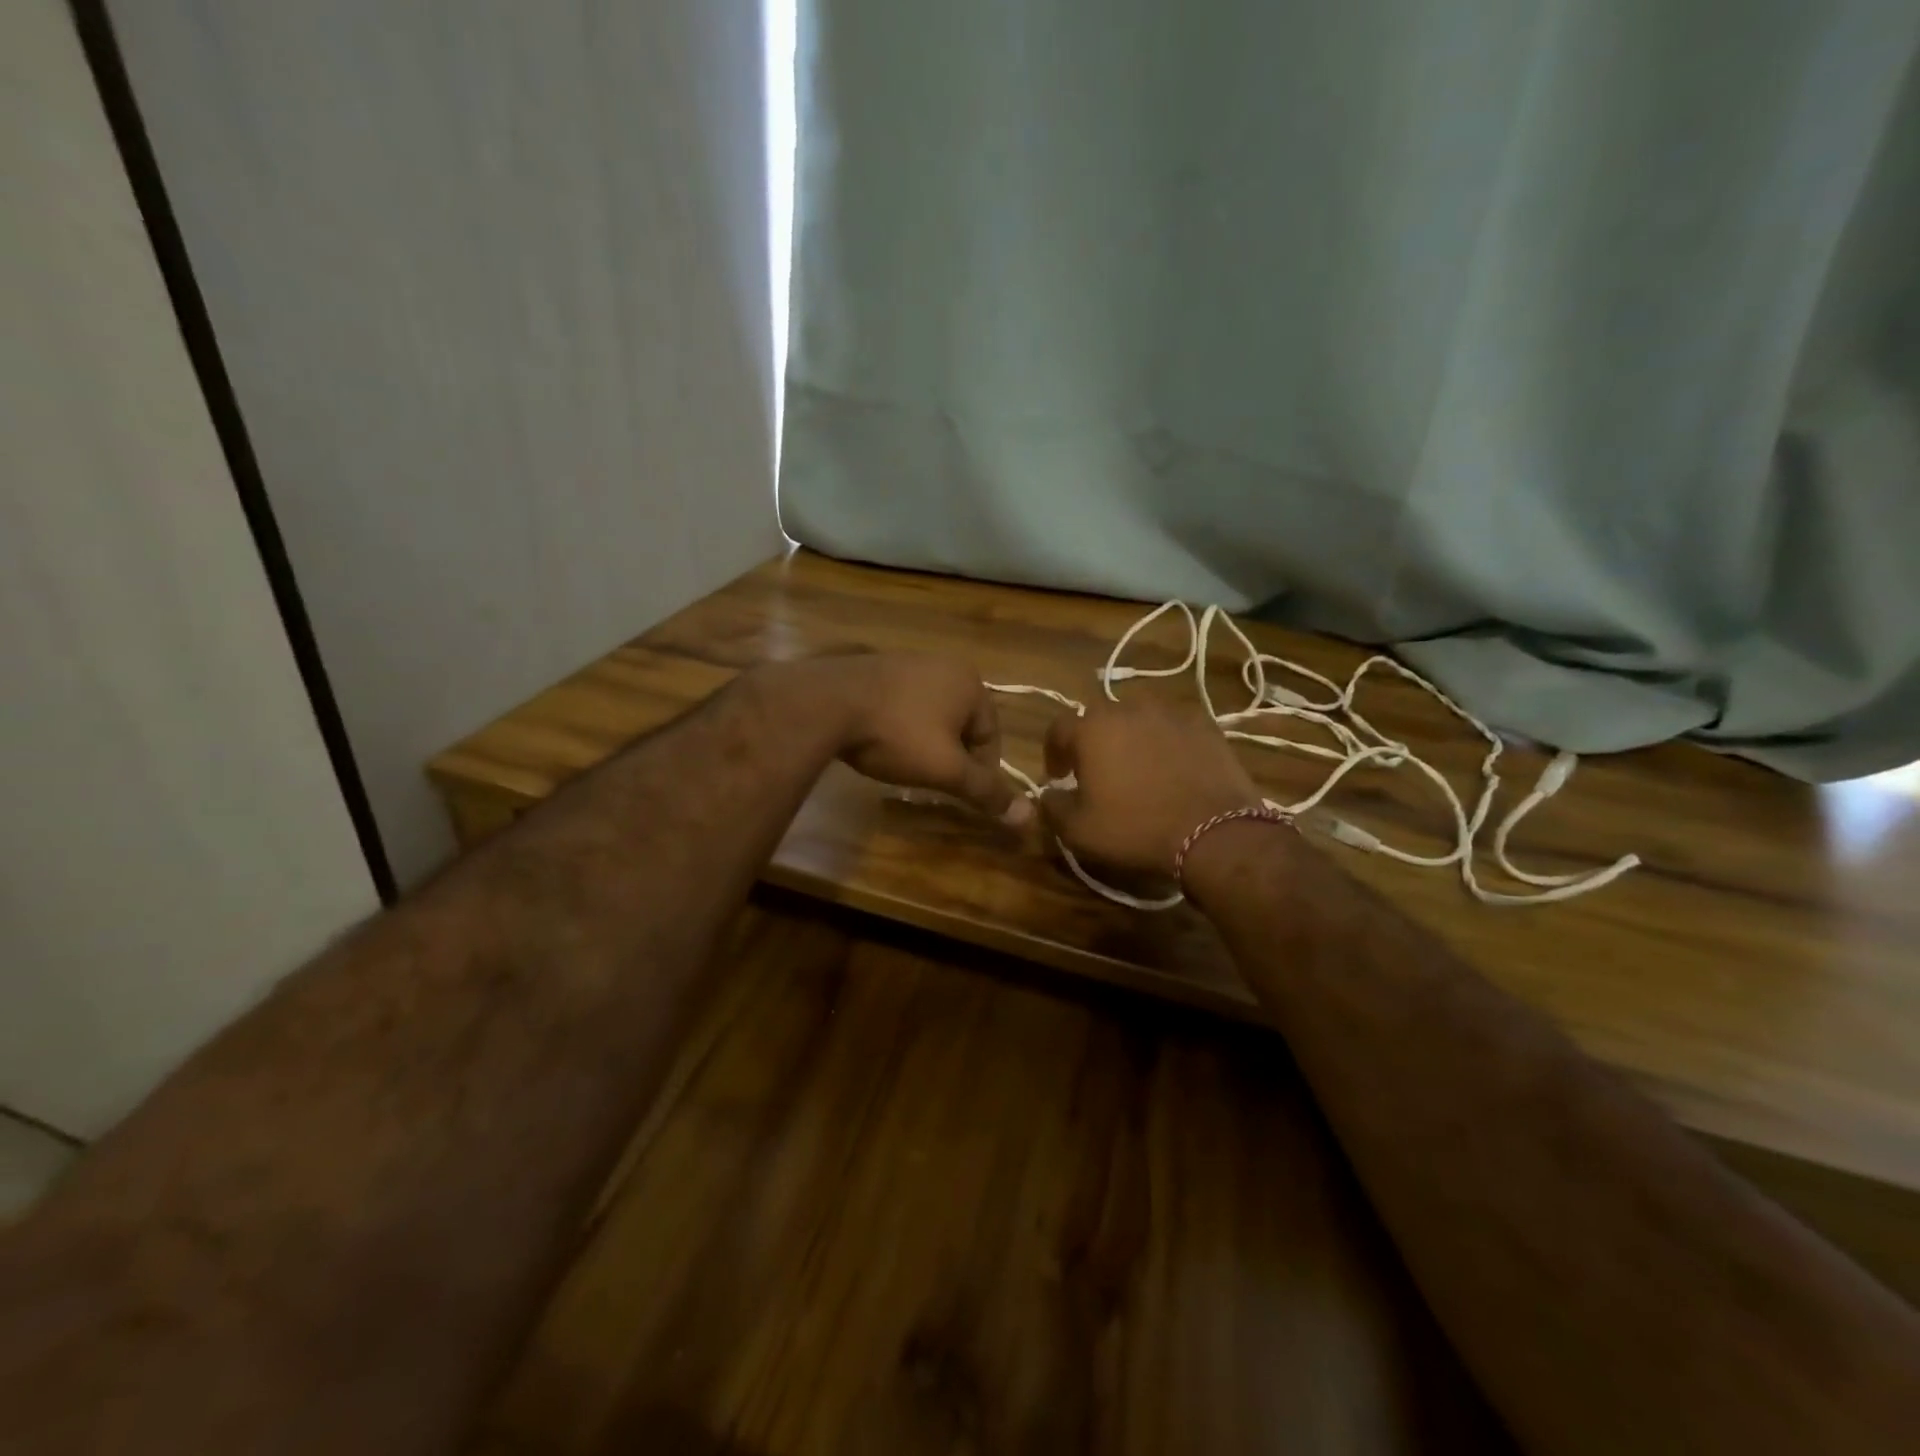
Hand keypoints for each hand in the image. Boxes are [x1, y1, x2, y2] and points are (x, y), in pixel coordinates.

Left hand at [767, 653, 1030, 824]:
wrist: (826, 703)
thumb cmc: (897, 735)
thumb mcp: (946, 769)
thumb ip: (986, 791)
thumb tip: (1028, 817)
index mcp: (970, 682)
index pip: (992, 735)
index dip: (980, 771)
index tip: (959, 793)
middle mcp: (944, 663)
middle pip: (962, 723)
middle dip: (951, 754)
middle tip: (932, 780)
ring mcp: (907, 660)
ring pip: (930, 713)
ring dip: (925, 740)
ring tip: (904, 764)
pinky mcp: (874, 665)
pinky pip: (901, 702)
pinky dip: (898, 724)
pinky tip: (879, 741)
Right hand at [1039, 700, 1262, 874]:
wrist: (1213, 832)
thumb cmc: (1136, 829)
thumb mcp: (1079, 830)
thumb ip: (1052, 807)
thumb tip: (1047, 794)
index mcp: (1092, 728)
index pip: (1058, 729)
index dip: (1054, 752)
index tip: (1059, 776)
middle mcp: (1128, 709)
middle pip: (1099, 718)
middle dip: (1092, 741)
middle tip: (1096, 771)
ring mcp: (1170, 713)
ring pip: (1138, 718)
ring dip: (1130, 737)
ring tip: (1136, 766)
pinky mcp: (1204, 725)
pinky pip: (1172, 727)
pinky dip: (1165, 742)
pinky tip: (1171, 767)